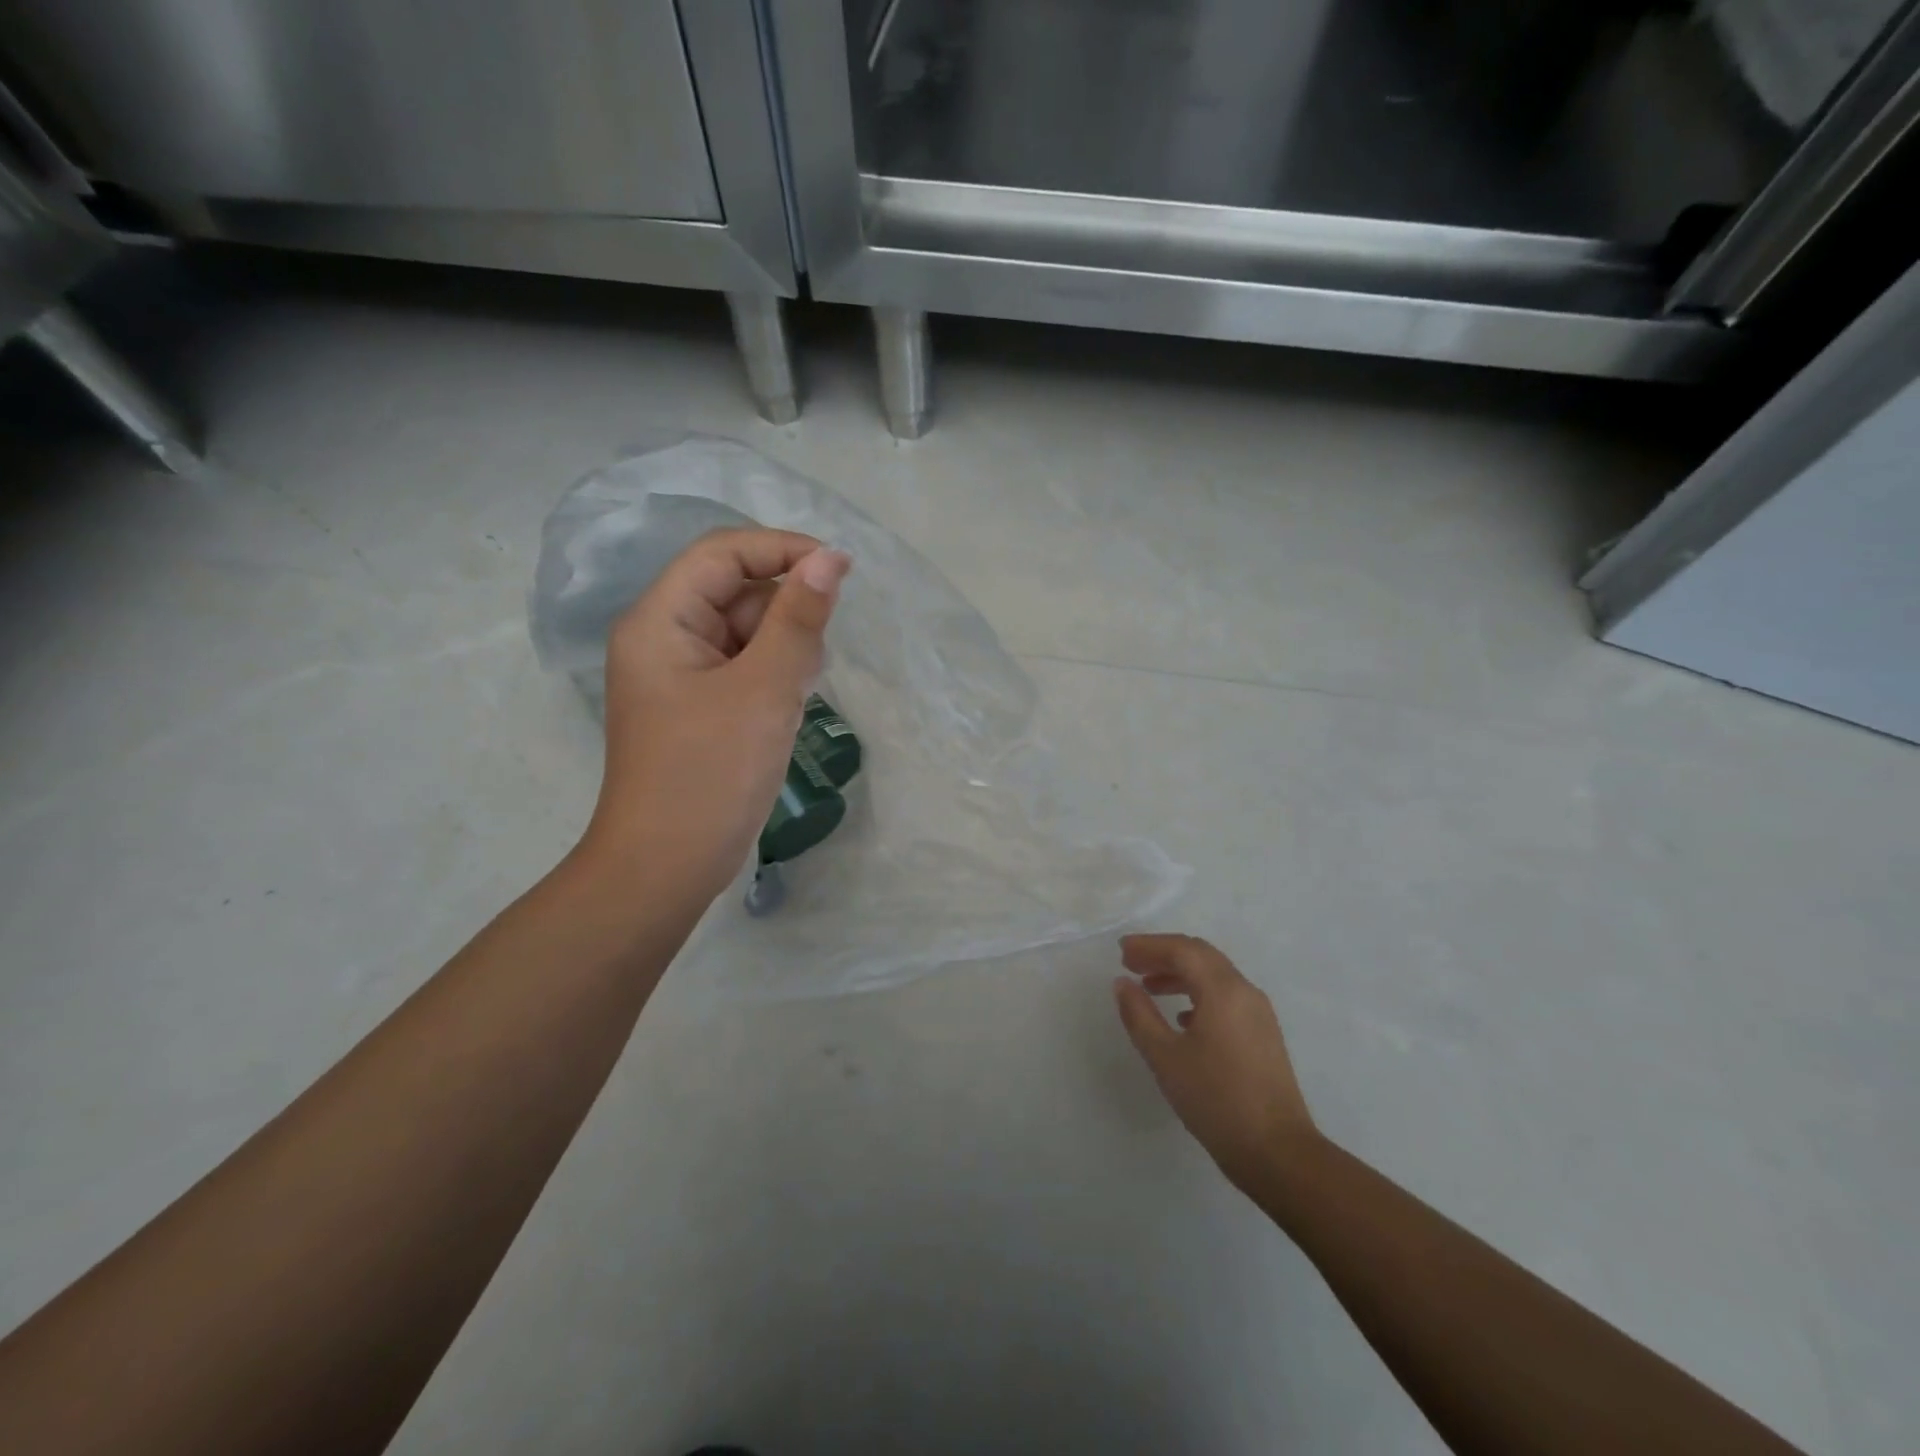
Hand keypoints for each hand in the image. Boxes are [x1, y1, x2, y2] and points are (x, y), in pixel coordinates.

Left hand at [580, 528, 849, 900]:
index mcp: (661, 621)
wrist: (666, 867)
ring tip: (798, 690)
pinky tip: (790, 704)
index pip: (722, 553)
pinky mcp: (698, 707)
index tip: (840, 570)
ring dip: (782, 646)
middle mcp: (663, 638)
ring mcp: (679, 676)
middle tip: (816, 656)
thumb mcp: (764, 690)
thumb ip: (798, 620)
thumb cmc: (711, 774)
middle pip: (733, 590)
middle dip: (784, 610)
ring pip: (742, 631)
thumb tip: (829, 559)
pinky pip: (742, 668)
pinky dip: (772, 675)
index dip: (782, 549)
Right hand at [1114, 934, 1318, 1189]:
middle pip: (1201, 955)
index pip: (1182, 950)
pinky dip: (1198, 994)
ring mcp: (1259, 1013)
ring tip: (1149, 987)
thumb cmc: (1216, 1100)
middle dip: (1164, 954)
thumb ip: (1139, 1015)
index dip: (1149, 945)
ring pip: (1214, 976)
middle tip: (1131, 963)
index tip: (1121, 951)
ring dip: (1180, 974)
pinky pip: (1226, 997)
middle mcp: (1245, 991)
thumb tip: (1122, 983)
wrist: (1277, 1153)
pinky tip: (1181, 1017)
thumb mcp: (1165, 1057)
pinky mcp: (1263, 1034)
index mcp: (1223, 990)